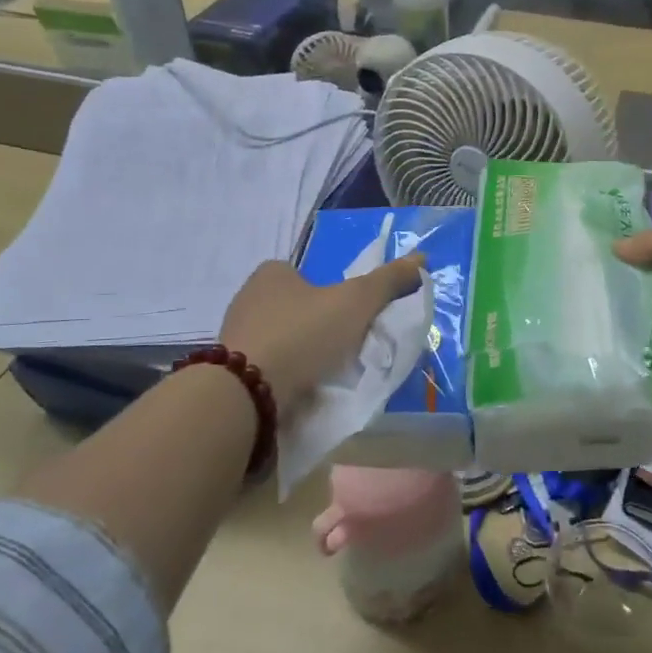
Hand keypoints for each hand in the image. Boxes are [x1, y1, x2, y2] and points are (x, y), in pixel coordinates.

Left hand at [219, 253, 426, 411]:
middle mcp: (248, 299)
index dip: (332, 294)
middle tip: (346, 348)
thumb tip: (421, 258)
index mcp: (272, 274)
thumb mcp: (355, 303)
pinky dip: (286, 377)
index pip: (308, 275)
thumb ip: (387, 281)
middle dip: (319, 326)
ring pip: (281, 340)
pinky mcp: (230, 373)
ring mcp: (235, 337)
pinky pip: (267, 369)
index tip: (351, 318)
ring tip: (328, 375)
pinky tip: (302, 392)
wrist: (247, 394)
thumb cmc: (303, 335)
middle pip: (295, 308)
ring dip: (302, 355)